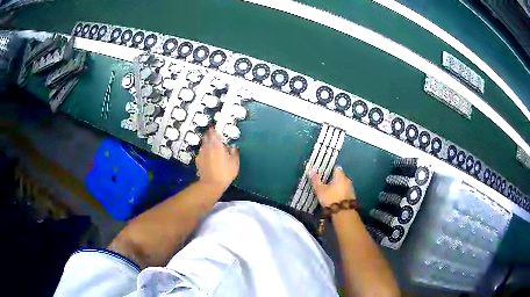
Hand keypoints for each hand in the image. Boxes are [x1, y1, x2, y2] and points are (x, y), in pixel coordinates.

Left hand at [196, 128, 239, 191]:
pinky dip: (204, 151)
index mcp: (217, 145)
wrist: (211, 184)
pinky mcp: (198, 160)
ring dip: (206, 142)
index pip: (214, 133)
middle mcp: (208, 147)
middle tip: (212, 133)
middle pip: (207, 137)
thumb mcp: (234, 163)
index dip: (215, 129)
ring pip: (203, 144)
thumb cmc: (225, 173)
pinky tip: (206, 155)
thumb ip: (234, 153)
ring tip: (210, 144)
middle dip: (209, 134)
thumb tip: (233, 147)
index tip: (215, 127)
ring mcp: (201, 153)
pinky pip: (201, 152)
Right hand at [310, 166, 355, 206]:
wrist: (344, 213)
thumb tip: (310, 170)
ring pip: (342, 183)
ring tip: (329, 190)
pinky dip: (340, 192)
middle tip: (324, 182)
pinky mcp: (352, 196)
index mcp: (340, 176)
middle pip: (340, 176)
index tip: (323, 173)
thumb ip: (316, 180)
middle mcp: (347, 180)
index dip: (330, 169)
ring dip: (337, 186)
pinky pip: (345, 190)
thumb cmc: (331, 199)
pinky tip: (335, 197)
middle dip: (333, 178)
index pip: (336, 168)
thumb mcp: (320, 190)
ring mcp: (351, 188)